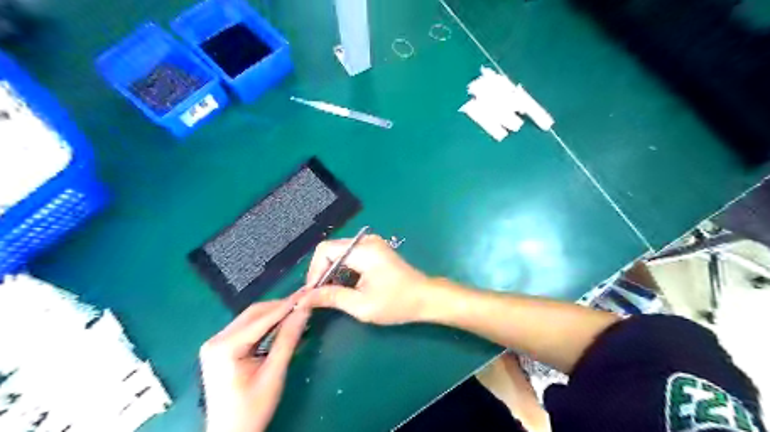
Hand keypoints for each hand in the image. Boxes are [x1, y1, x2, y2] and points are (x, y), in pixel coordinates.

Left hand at [199, 293, 309, 431]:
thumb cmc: (252, 409)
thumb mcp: (274, 374)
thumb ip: (288, 339)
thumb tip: (304, 310)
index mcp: (225, 347)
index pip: (262, 318)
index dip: (287, 304)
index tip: (308, 293)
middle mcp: (216, 339)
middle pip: (254, 313)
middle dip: (281, 307)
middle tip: (305, 301)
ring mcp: (216, 343)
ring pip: (251, 318)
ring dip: (274, 314)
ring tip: (297, 310)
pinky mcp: (220, 348)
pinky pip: (247, 328)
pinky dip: (266, 324)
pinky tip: (282, 323)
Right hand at [299, 236, 434, 324]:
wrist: (425, 298)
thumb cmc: (396, 303)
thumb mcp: (361, 305)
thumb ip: (331, 297)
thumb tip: (304, 298)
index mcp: (364, 251)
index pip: (325, 250)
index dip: (314, 271)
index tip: (313, 294)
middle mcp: (366, 241)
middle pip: (330, 249)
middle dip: (320, 272)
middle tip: (319, 295)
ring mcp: (372, 243)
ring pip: (338, 252)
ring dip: (331, 271)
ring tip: (330, 293)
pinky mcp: (375, 249)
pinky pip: (349, 255)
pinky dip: (342, 269)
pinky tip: (344, 286)